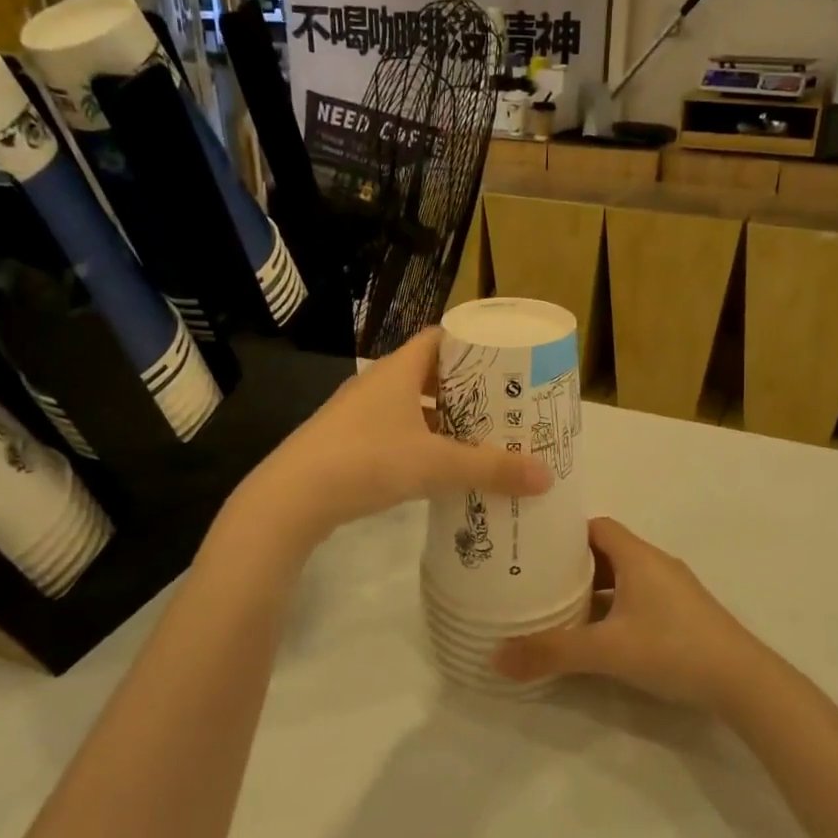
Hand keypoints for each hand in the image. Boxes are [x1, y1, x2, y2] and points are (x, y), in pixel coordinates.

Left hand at [240, 329, 551, 543]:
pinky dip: (421, 444)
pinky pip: (395, 434)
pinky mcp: (347, 444)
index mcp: (397, 371)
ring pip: (411, 408)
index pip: (438, 338)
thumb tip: (546, 477)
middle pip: (429, 375)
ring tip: (481, 438)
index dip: (471, 344)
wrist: (291, 498)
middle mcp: (377, 385)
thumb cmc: (367, 461)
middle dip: (465, 389)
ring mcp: (358, 415)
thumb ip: (491, 469)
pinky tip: (440, 468)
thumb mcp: (435, 464)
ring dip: (443, 420)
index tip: (505, 360)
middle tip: (504, 404)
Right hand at [492, 517, 769, 713]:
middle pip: (606, 550)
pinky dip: (615, 607)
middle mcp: (655, 564)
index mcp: (637, 556)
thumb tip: (496, 658)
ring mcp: (673, 589)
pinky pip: (639, 597)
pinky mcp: (683, 614)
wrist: (744, 682)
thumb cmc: (672, 649)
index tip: (534, 547)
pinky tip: (599, 635)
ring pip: (623, 577)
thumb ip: (552, 652)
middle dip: (572, 564)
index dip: (564, 533)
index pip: (595, 526)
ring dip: (594, 589)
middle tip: (536, 580)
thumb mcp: (606, 651)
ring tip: (559, 607)